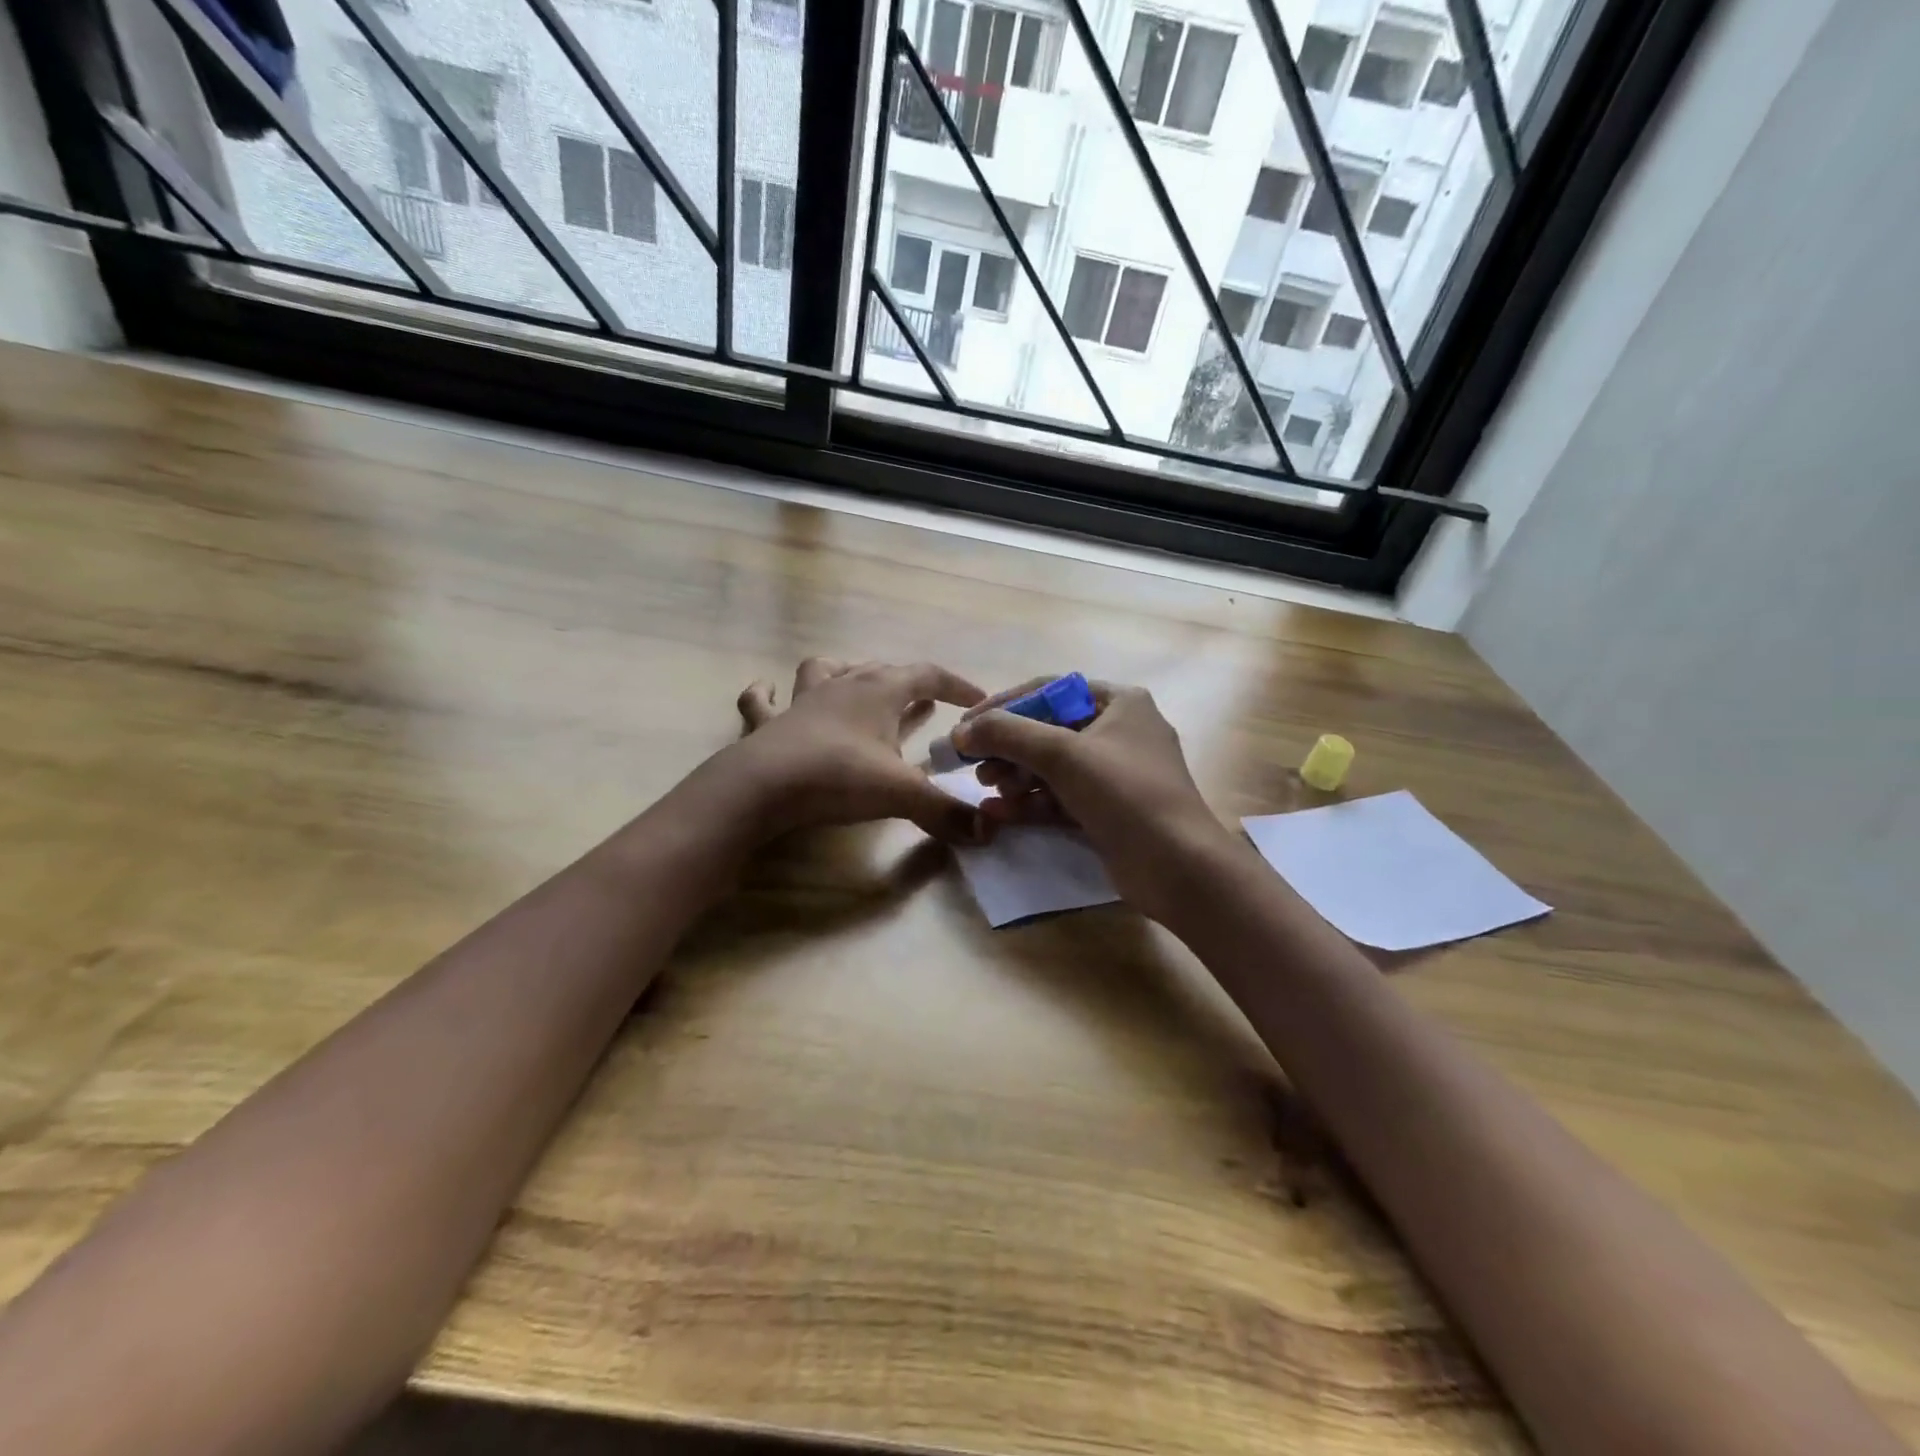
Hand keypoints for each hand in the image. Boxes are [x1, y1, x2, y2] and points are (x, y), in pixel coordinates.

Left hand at [726, 657, 987, 842]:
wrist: (763, 787)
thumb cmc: (839, 776)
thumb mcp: (902, 794)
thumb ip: (946, 812)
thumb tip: (988, 831)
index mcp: (880, 691)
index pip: (928, 675)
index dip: (956, 685)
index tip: (977, 702)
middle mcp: (843, 685)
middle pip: (882, 671)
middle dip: (909, 684)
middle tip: (925, 703)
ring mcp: (802, 701)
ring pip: (826, 670)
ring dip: (845, 673)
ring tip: (856, 685)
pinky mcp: (769, 724)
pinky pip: (762, 701)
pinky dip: (765, 694)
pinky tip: (766, 690)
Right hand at [949, 677, 1240, 921]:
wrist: (1176, 866)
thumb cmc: (1124, 793)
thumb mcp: (1062, 754)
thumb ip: (1007, 734)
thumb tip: (962, 730)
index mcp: (1119, 702)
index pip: (1049, 691)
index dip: (1003, 706)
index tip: (967, 726)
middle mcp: (1119, 732)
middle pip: (1047, 730)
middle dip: (1008, 748)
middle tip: (976, 767)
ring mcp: (1115, 775)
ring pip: (1052, 767)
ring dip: (1016, 776)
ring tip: (989, 791)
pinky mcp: (1108, 811)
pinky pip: (1060, 798)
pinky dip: (1030, 803)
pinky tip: (999, 814)